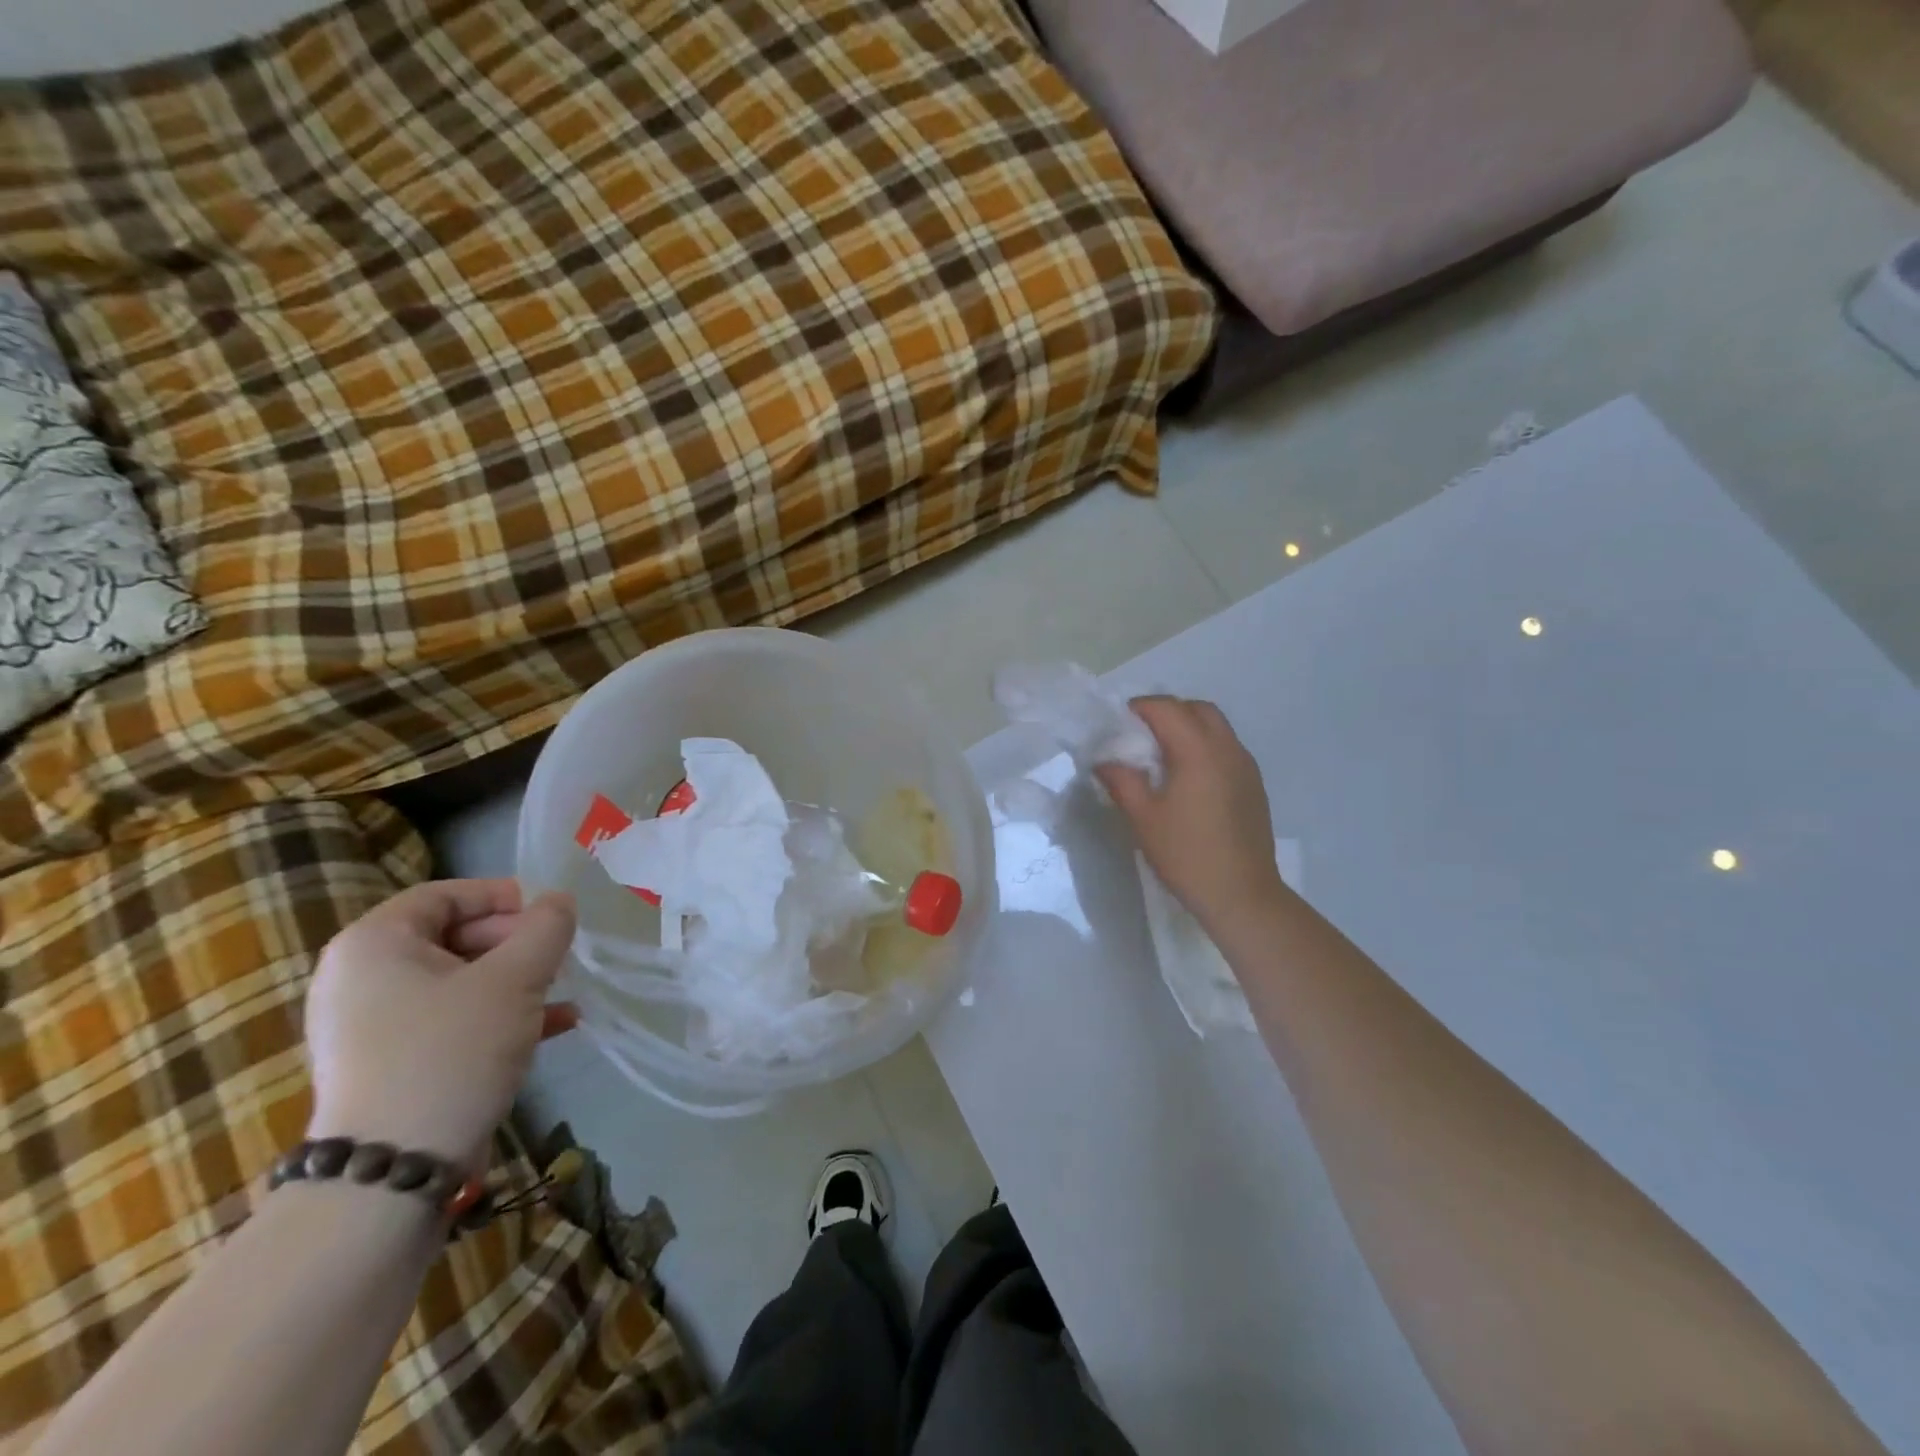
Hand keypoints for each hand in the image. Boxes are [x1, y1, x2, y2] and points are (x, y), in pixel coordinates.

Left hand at [304, 879, 577, 1169]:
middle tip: (557, 958)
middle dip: (514, 943)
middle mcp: (360, 978)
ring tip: (561, 992)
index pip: (444, 895)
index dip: (502, 897)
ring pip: (457, 981)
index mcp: (374, 944)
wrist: (392, 1171)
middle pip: (451, 936)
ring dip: (515, 981)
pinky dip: (497, 1015)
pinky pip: (448, 1020)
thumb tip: (559, 900)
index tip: (548, 916)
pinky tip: (553, 1027)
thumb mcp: (515, 979)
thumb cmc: (451, 1051)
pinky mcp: (387, 1065)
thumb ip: (546, 928)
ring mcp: (369, 1026)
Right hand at [1097, 697, 1285, 932]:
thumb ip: (1122, 781)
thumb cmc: (1187, 855)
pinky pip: (1227, 748)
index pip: (1167, 709)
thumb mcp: (1143, 818)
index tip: (1117, 724)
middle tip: (1140, 735)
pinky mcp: (1254, 785)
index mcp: (1199, 751)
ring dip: (1188, 728)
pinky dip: (1204, 747)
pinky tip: (1188, 779)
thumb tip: (1104, 761)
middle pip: (1197, 709)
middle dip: (1167, 712)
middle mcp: (1227, 748)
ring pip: (1216, 727)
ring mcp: (1246, 766)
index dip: (1139, 708)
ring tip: (1161, 756)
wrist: (1242, 895)